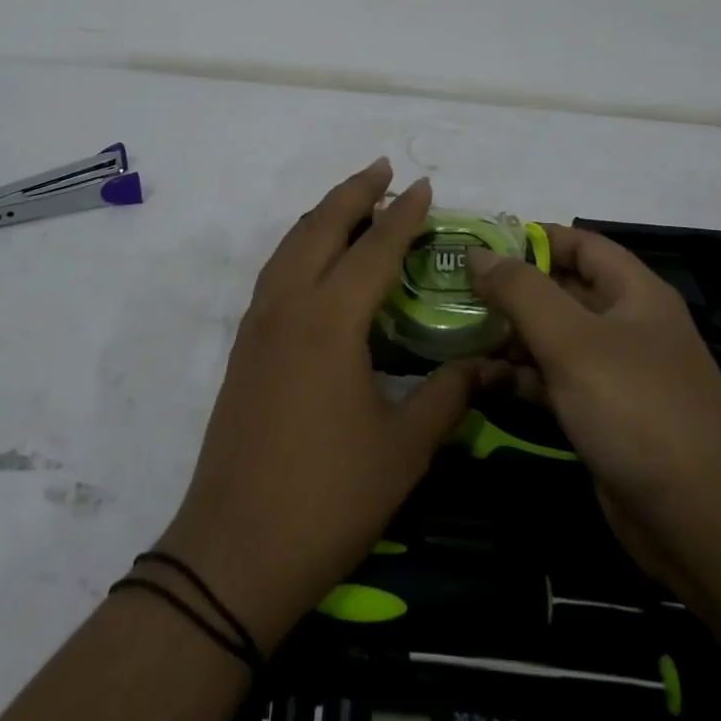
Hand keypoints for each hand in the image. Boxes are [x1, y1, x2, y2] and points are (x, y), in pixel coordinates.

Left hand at [156, 160, 500, 649]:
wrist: (235, 551)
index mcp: (330, 321)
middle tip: (384, 169)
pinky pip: (275, 272)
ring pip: (290, 246)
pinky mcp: (244, 346)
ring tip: (352, 202)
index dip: (403, 215)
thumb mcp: (404, 448)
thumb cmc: (328, 498)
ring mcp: (259, 324)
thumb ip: (448, 396)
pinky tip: (315, 259)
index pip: (374, 249)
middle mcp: (289, 306)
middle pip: (321, 228)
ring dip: (323, 215)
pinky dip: (300, 246)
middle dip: (354, 193)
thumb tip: (485, 365)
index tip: (425, 185)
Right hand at [467, 226, 720, 588]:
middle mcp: (626, 325)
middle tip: (453, 291)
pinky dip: (520, 377)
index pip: (579, 243)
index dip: (531, 238)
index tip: (477, 244)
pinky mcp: (602, 416)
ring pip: (553, 338)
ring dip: (508, 336)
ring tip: (455, 334)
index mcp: (634, 293)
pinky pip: (554, 382)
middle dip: (509, 290)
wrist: (702, 525)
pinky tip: (481, 380)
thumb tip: (477, 252)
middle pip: (561, 290)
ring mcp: (615, 374)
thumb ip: (520, 291)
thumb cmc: (636, 410)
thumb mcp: (572, 341)